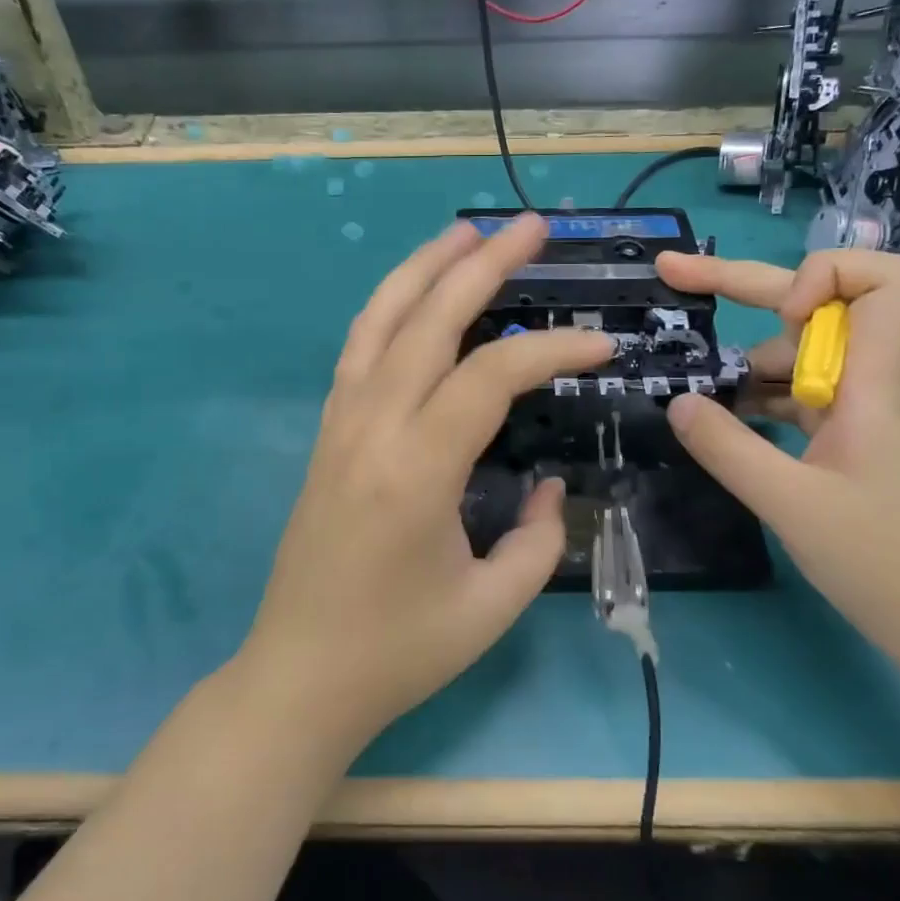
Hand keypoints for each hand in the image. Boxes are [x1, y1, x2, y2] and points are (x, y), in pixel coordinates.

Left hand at [240, 215, 613, 752]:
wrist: (300, 675)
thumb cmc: (399, 651)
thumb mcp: (493, 605)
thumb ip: (540, 536)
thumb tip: (548, 483)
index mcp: (417, 468)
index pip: (489, 375)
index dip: (550, 348)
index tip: (599, 344)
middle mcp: (371, 427)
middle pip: (428, 320)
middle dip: (483, 265)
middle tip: (529, 225)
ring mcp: (340, 424)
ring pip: (380, 320)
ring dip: (423, 269)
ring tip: (466, 233)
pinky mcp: (326, 433)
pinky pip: (358, 350)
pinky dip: (389, 308)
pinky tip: (415, 295)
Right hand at [655, 248, 899, 656]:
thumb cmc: (887, 566)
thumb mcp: (791, 506)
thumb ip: (728, 449)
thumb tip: (677, 402)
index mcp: (874, 384)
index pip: (882, 281)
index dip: (823, 275)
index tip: (775, 316)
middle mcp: (872, 384)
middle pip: (816, 307)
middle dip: (740, 286)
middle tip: (671, 275)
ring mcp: (863, 414)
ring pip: (800, 357)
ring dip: (745, 362)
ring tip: (694, 392)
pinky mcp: (854, 443)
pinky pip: (800, 398)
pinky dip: (759, 399)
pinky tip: (724, 422)